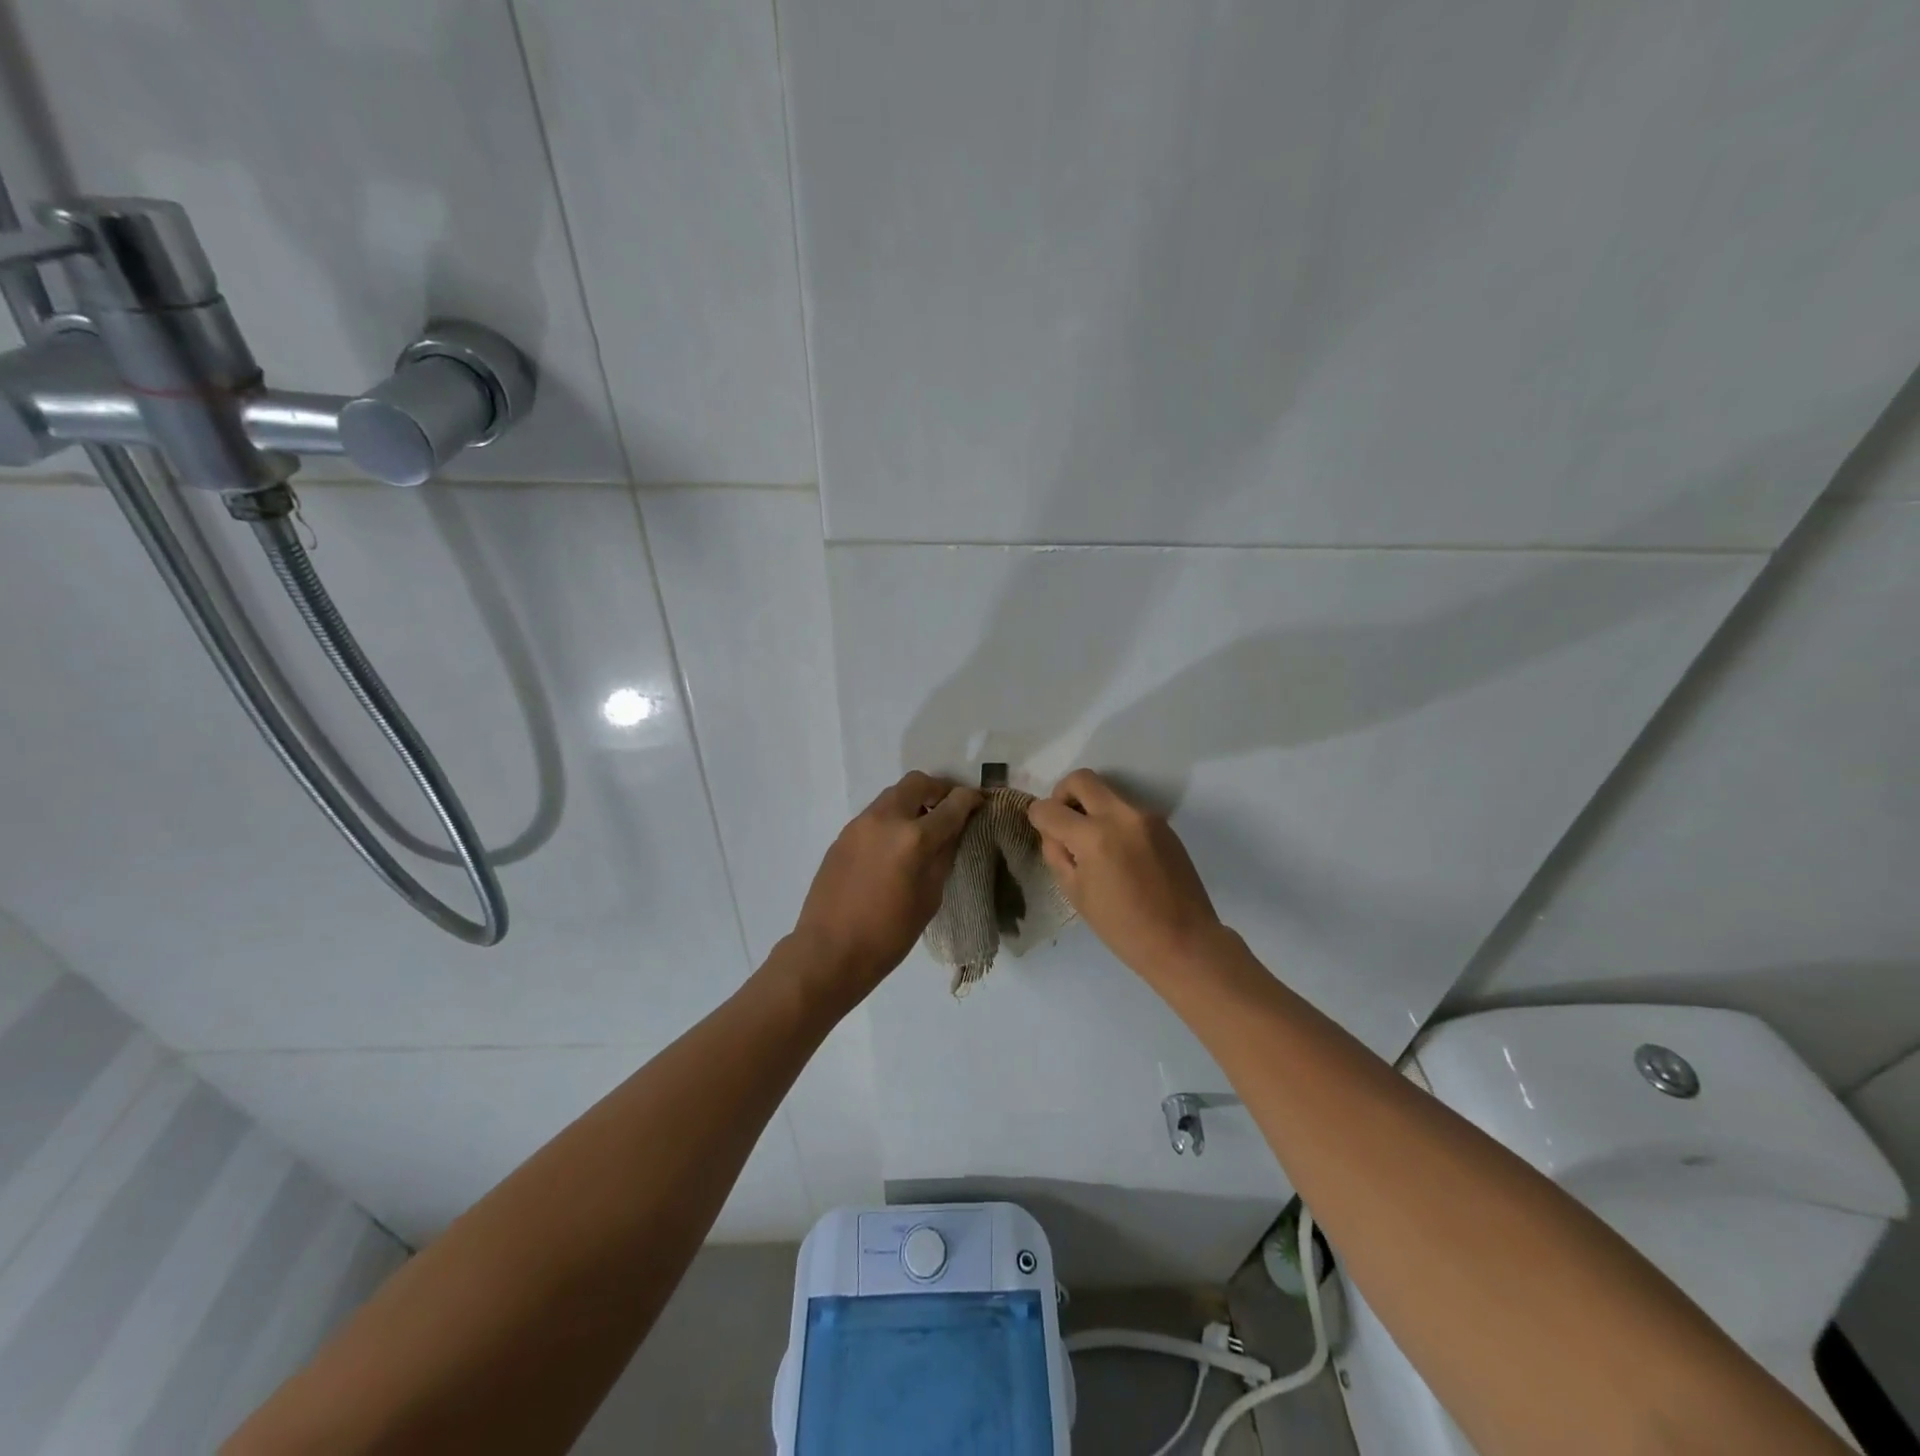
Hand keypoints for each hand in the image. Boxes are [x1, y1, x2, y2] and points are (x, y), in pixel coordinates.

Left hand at [791, 771, 981, 999]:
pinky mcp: (842, 835)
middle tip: (948, 810)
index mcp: (914, 838)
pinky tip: (894, 847)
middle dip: (938, 791)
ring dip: (912, 803)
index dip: (970, 800)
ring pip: (892, 795)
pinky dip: (891, 819)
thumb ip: (943, 857)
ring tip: (922, 829)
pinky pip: (874, 815)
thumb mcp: (930, 897)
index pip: (951, 805)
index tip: (978, 802)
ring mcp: (859, 824)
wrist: (829, 952)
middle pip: (917, 783)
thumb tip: (953, 832)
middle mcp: (886, 819)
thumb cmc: (889, 934)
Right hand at [1028, 769, 1222, 976]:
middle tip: (1063, 819)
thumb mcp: (1075, 894)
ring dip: (1092, 808)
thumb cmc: (1122, 927)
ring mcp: (1146, 817)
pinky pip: (1128, 811)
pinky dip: (1114, 821)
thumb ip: (1058, 854)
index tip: (1040, 826)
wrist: (1184, 940)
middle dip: (1063, 793)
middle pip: (1082, 779)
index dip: (1037, 816)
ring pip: (1107, 793)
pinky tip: (1119, 854)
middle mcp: (1120, 816)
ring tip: (1093, 844)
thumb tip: (1054, 832)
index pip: (1050, 809)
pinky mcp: (1163, 824)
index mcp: (1094, 837)